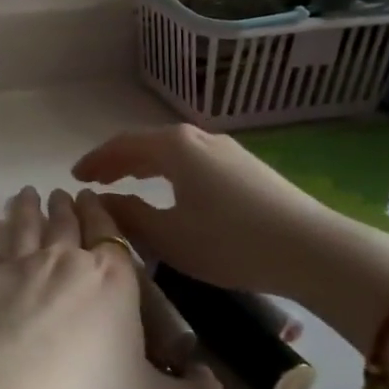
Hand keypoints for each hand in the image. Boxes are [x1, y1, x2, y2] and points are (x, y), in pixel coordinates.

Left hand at [0, 186, 224, 388]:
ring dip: (25, 207)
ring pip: (24, 224)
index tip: (91, 200)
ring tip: (25, 194)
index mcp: (112, 279)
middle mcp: (65, 259)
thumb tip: (217, 387)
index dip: (101, 214)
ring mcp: (20, 265)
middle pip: (64, 223)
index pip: (110, 234)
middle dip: (63, 206)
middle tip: (58, 194)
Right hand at [71, 126, 388, 349]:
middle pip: (146, 143)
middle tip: (95, 180)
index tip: (74, 177)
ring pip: (172, 152)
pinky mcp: (247, 167)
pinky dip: (169, 171)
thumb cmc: (231, 243)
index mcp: (174, 147)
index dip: (95, 161)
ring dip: (144, 165)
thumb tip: (101, 200)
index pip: (121, 146)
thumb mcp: (169, 236)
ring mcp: (227, 150)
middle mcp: (198, 138)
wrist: (313, 251)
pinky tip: (173, 190)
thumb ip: (129, 215)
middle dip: (117, 161)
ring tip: (128, 182)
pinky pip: (193, 161)